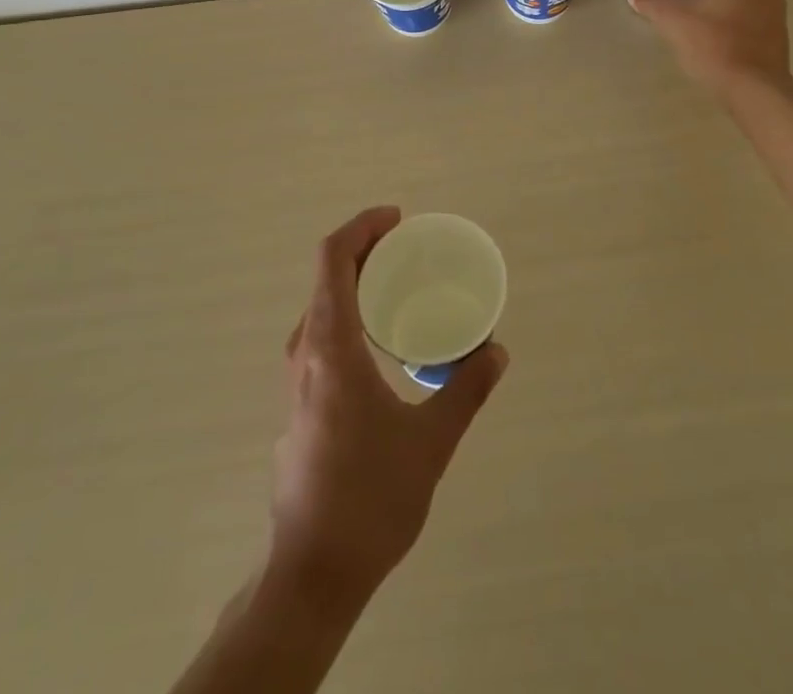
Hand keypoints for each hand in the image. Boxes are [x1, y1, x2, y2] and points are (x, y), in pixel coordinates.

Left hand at [269, 206, 507, 607]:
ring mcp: (295, 379)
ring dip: (357, 283)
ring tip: (401, 287)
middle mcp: (305, 352)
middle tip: (410, 250)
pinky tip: (382, 342)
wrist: (312, 572)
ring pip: (322, 307)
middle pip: (327, 277)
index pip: (333, 258)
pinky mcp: (298, 403)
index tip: (398, 220)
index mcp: (330, 346)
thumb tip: (496, 351)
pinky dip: (350, 314)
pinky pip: (321, 335)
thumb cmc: (369, 498)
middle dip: (367, 250)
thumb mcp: (430, 442)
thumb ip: (466, 390)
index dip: (363, 227)